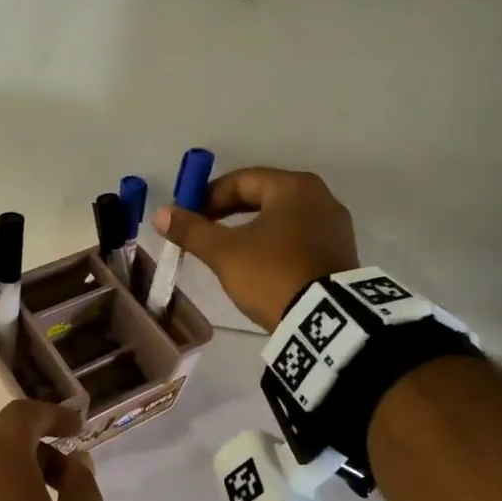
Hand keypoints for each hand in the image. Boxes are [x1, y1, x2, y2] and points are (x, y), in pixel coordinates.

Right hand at [155, 167, 359, 329]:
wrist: (326, 320)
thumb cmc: (272, 274)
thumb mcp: (224, 253)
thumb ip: (191, 230)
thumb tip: (160, 213)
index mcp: (293, 187)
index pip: (241, 180)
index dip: (208, 196)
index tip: (187, 217)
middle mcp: (320, 197)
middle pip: (262, 195)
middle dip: (228, 211)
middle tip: (203, 230)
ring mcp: (335, 226)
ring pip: (280, 217)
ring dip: (250, 227)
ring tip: (227, 249)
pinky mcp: (340, 253)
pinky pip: (298, 236)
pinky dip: (273, 242)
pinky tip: (258, 263)